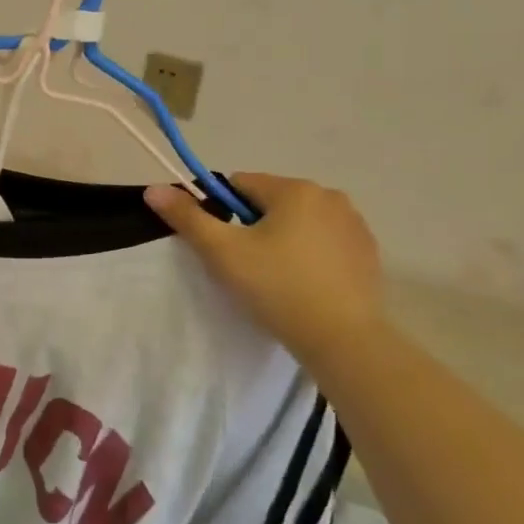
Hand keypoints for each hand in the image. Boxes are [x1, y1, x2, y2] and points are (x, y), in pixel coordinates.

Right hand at [146, 174, 384, 366]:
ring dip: (283, 240)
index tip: (223, 246)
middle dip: (254, 227)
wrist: (342, 339)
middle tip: (247, 267)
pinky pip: (326, 242)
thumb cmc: (276, 288)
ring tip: (276, 280)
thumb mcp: (222, 252)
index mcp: (294, 189)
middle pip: (271, 202)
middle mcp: (330, 196)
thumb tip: (153, 188)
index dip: (222, 212)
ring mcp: (355, 225)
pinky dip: (311, 256)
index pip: (240, 185)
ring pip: (300, 222)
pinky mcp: (369, 252)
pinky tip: (305, 286)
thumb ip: (187, 217)